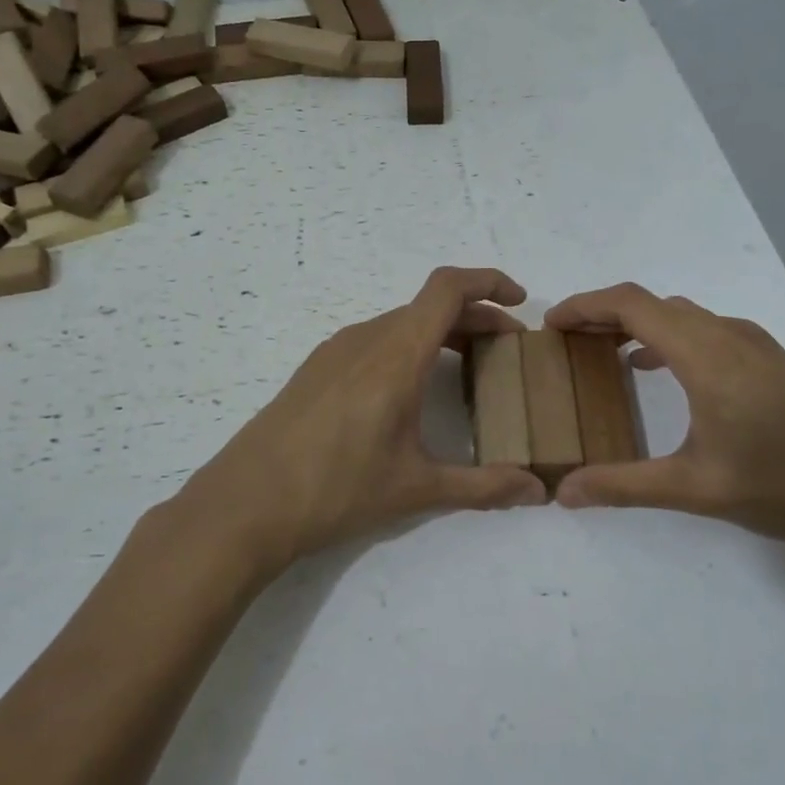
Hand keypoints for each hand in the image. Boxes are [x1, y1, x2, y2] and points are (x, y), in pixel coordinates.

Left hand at [170, 267, 546, 575]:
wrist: (246, 503)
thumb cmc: (336, 490)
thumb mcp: (417, 489)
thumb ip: (484, 486)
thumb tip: (539, 491)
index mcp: (396, 355)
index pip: (447, 288)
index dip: (488, 281)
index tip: (519, 301)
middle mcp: (366, 339)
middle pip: (429, 306)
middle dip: (476, 317)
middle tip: (507, 349)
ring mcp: (336, 351)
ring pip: (401, 322)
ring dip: (441, 333)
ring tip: (467, 366)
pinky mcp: (317, 368)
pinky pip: (375, 340)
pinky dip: (408, 346)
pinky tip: (411, 389)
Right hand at [545, 284, 784, 547]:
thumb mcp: (696, 489)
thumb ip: (625, 485)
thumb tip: (564, 493)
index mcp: (705, 354)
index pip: (632, 305)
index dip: (585, 306)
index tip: (551, 326)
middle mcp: (727, 335)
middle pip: (652, 303)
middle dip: (603, 314)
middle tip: (567, 342)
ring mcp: (752, 344)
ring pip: (680, 314)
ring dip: (636, 323)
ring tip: (602, 351)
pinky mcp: (768, 359)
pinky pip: (703, 329)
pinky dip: (666, 336)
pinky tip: (657, 370)